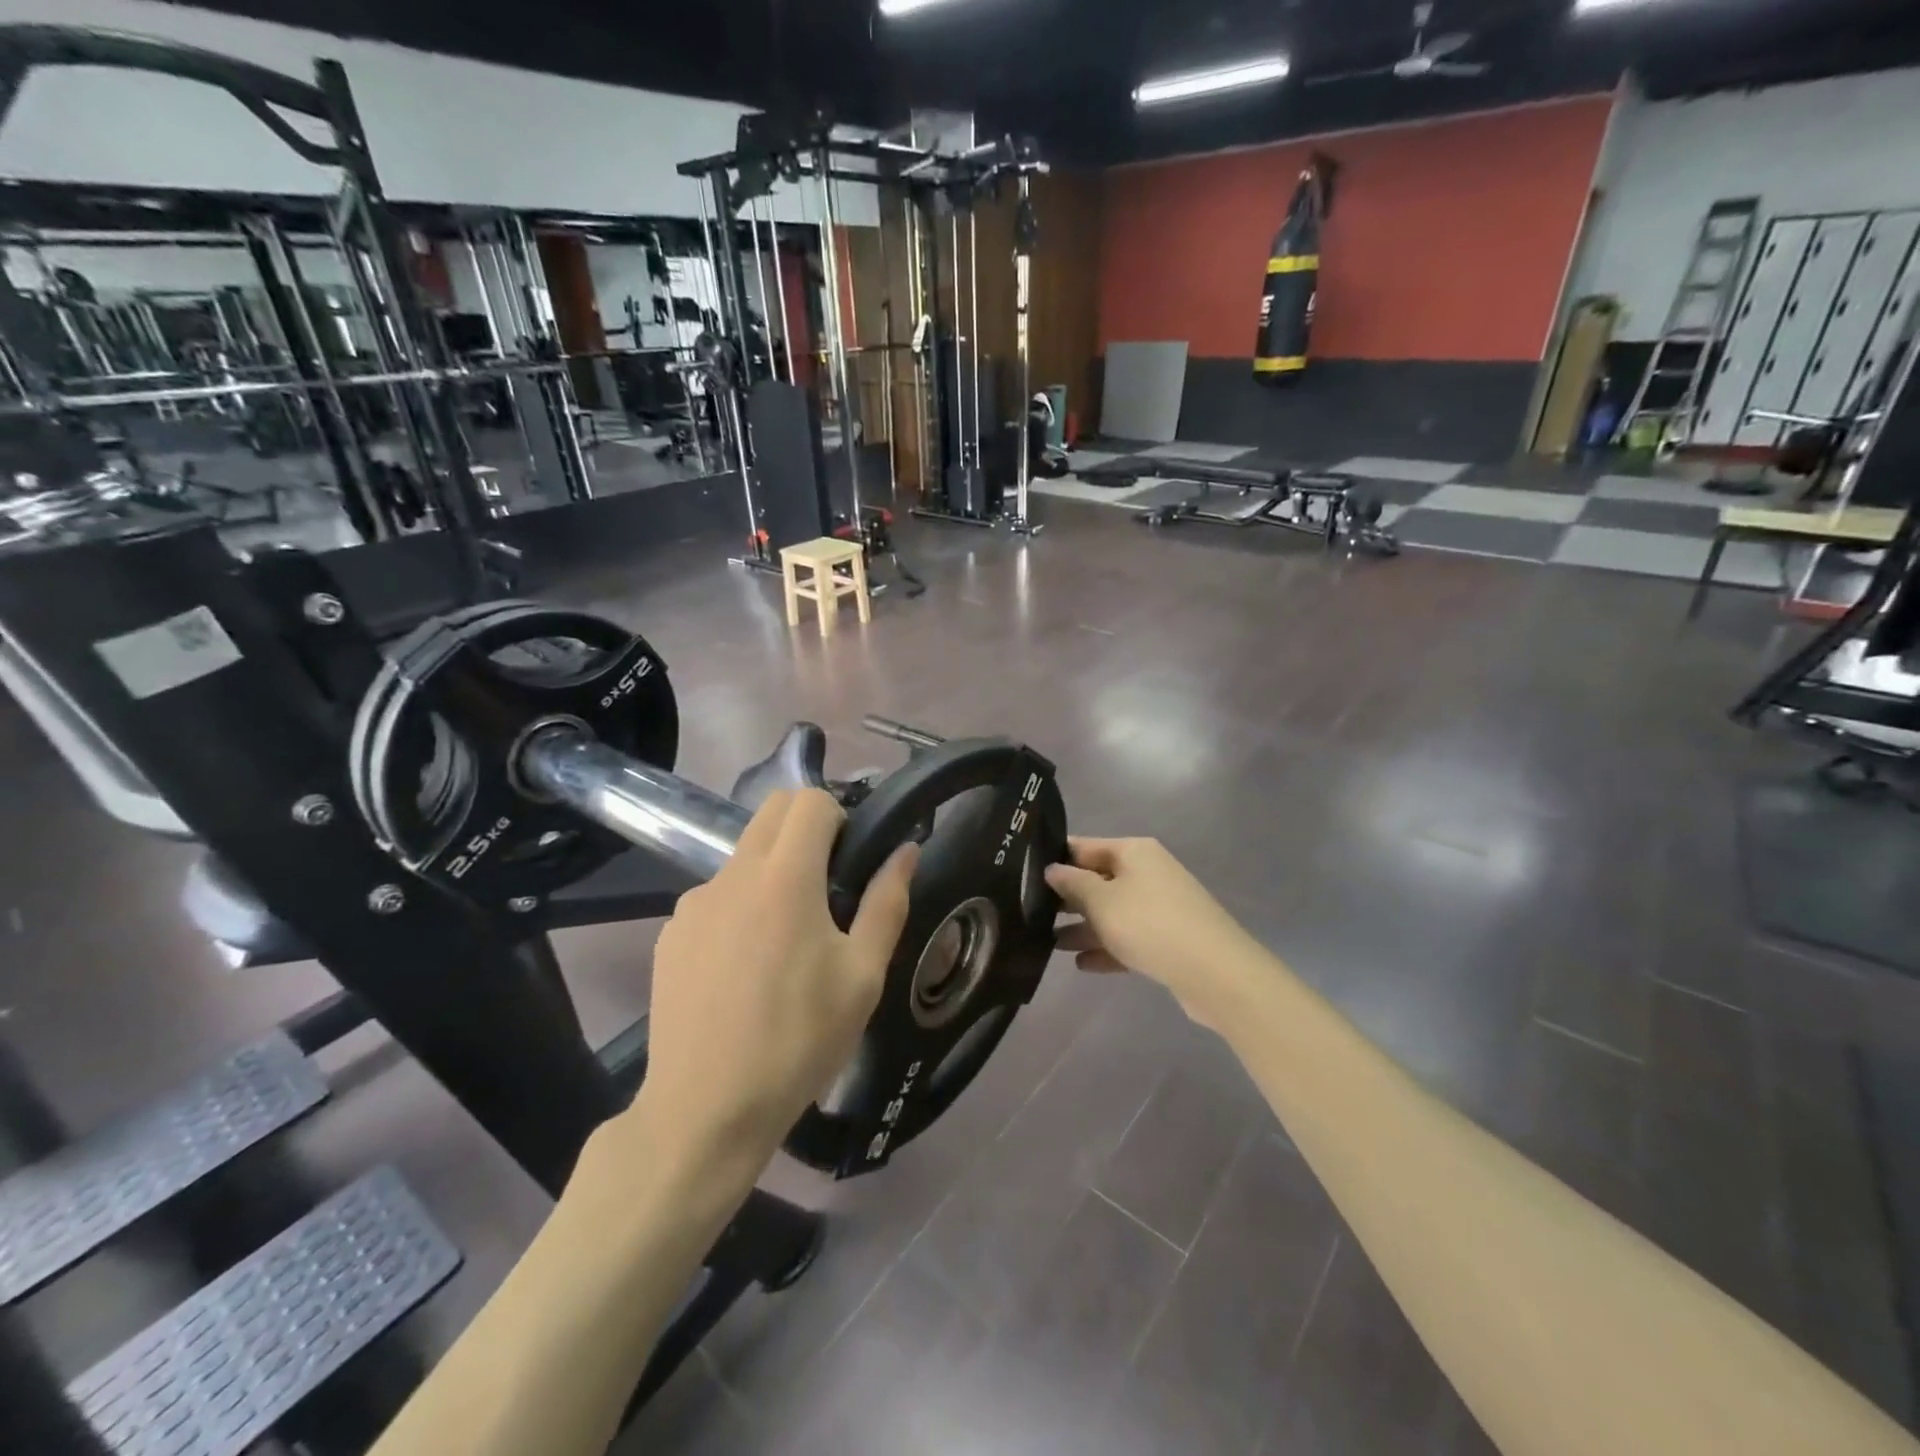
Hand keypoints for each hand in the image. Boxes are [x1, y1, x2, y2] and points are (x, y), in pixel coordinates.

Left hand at [639, 789, 917, 1164]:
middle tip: (828, 886)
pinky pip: (715, 897)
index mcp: (785, 878)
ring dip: (772, 870)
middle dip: (806, 829)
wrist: (704, 1110)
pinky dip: (739, 907)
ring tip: (786, 940)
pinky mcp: (670, 934)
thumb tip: (905, 850)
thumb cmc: (798, 1042)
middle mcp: (732, 876)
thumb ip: (887, 903)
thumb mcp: (862, 977)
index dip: (839, 817)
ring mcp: (693, 904)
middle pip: (771, 812)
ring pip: (742, 855)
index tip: (851, 861)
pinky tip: (745, 969)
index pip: (809, 801)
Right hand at [1045, 837, 1261, 1027]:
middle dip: (1067, 898)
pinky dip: (1107, 948)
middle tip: (1031, 913)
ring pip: (1112, 912)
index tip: (1024, 876)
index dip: (1055, 859)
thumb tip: (1052, 869)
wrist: (1215, 972)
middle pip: (1098, 880)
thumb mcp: (1101, 901)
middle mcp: (1148, 873)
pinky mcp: (1169, 939)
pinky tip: (1081, 964)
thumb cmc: (1149, 924)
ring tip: (1050, 945)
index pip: (1084, 847)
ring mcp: (1161, 907)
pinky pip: (1129, 938)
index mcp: (1134, 852)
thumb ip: (1072, 884)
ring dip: (1083, 927)